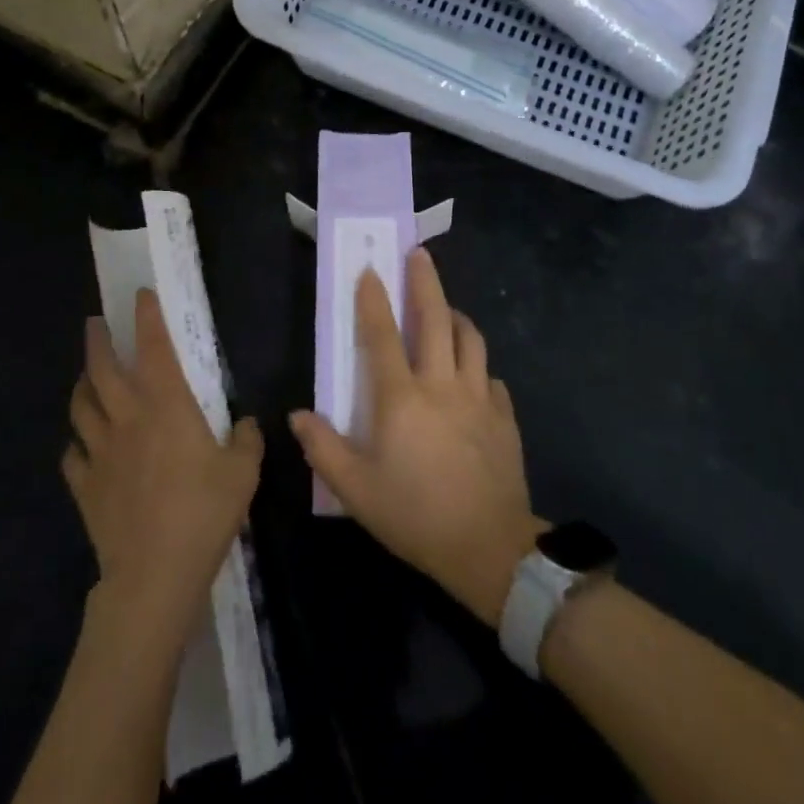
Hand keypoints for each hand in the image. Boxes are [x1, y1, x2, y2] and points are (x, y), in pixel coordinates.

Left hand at [62, 290, 261, 645]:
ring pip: (80, 407)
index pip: (153, 347)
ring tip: (85, 377)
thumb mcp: (243, 473)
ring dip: (81, 385)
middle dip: (97, 341)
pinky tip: (80, 445)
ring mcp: (100, 452)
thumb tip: (248, 423)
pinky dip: (75, 443)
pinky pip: (73, 455)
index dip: (147, 317)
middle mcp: (127, 418)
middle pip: (101, 369)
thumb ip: (247, 440)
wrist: (154, 573)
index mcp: (166, 405)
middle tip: (95, 324)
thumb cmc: (204, 512)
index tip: (140, 295)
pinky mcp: (85, 486)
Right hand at [289, 247, 545, 628]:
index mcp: (401, 398)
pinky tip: (472, 374)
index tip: (370, 269)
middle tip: (420, 254)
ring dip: (456, 316)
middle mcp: (442, 385)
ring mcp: (478, 397)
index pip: (383, 335)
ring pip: (470, 339)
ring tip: (446, 309)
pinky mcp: (504, 416)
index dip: (374, 300)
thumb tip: (299, 415)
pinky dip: (477, 365)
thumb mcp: (356, 491)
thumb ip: (324, 448)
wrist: (490, 548)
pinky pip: (490, 376)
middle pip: (435, 319)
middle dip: (426, 282)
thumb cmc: (415, 516)